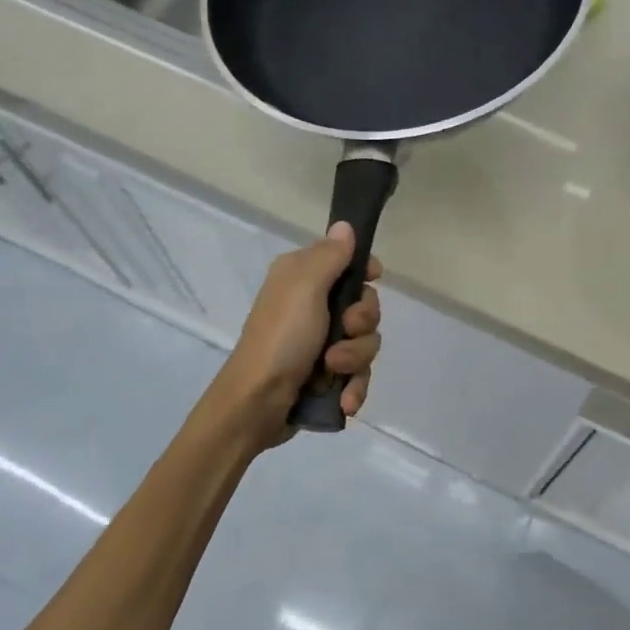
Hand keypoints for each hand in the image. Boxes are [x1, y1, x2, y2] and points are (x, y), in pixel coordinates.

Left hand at [213, 222, 382, 448]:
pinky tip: (344, 401)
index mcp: (302, 278)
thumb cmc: (281, 338)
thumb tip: (345, 225)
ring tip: (332, 371)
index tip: (373, 280)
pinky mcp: (325, 376)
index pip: (347, 262)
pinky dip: (353, 388)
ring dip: (355, 360)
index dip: (365, 273)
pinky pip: (358, 375)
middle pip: (364, 306)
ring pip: (365, 344)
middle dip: (362, 324)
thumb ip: (330, 255)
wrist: (256, 404)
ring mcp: (320, 344)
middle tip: (344, 331)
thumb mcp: (305, 287)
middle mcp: (311, 306)